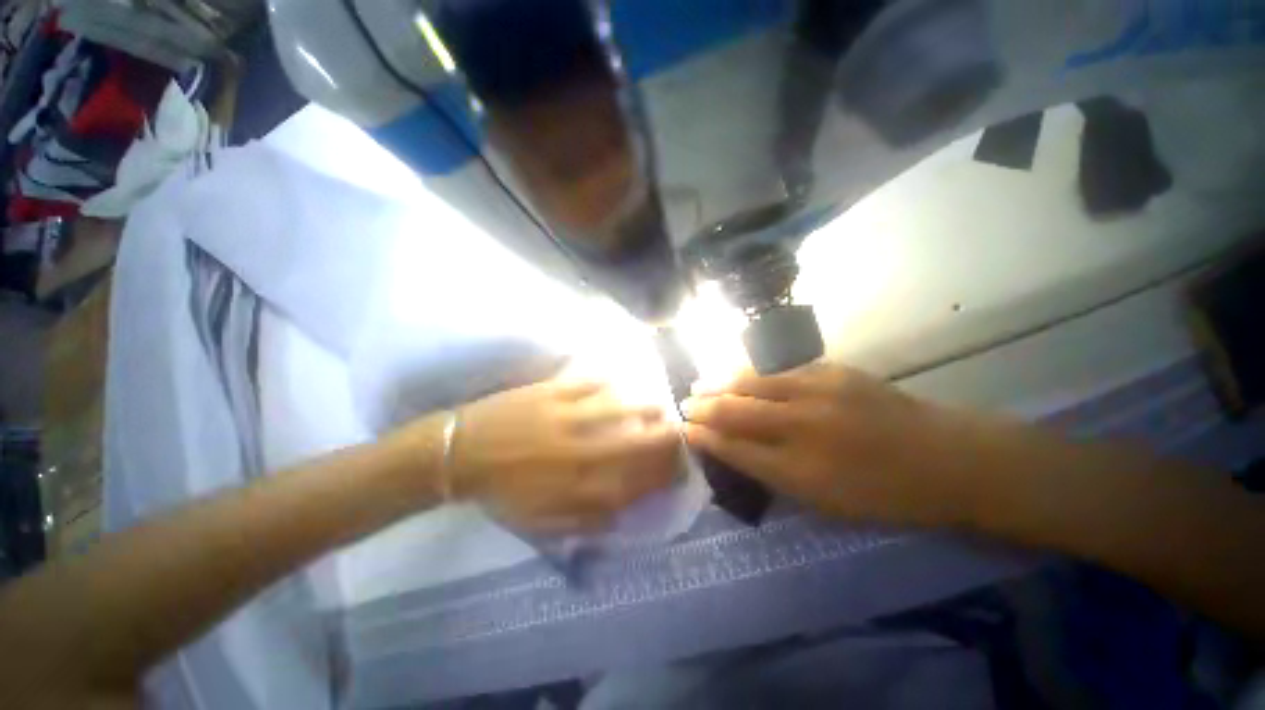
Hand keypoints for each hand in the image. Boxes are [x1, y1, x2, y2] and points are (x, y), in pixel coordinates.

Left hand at [451, 378, 681, 533]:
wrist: (462, 454)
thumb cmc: (503, 492)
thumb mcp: (545, 521)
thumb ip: (588, 518)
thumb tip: (625, 506)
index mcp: (580, 487)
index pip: (641, 480)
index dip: (667, 473)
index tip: (678, 465)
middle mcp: (583, 451)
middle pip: (642, 441)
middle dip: (668, 437)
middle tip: (676, 432)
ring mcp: (569, 416)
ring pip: (624, 407)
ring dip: (647, 407)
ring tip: (656, 406)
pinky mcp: (554, 392)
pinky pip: (592, 383)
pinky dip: (610, 383)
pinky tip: (619, 384)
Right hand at [683, 363, 971, 526]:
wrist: (948, 458)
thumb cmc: (885, 494)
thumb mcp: (824, 502)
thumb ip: (774, 474)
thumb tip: (735, 450)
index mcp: (799, 469)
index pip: (734, 448)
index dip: (704, 437)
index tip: (684, 429)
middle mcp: (801, 426)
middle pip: (735, 410)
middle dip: (703, 407)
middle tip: (684, 403)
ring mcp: (817, 391)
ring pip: (751, 381)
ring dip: (720, 382)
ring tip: (700, 383)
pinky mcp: (832, 371)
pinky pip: (778, 370)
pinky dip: (750, 372)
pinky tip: (737, 372)